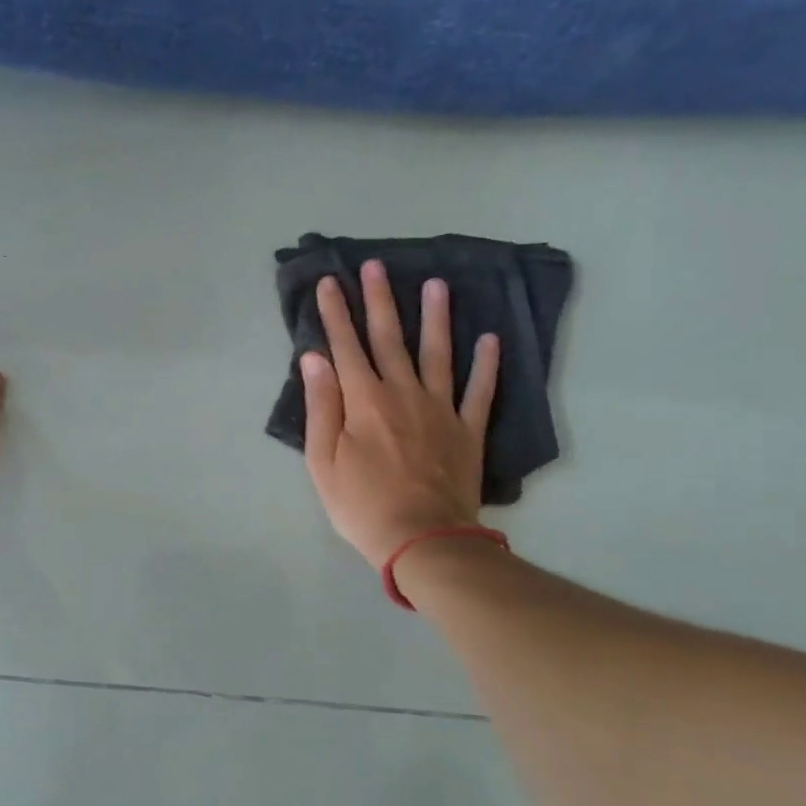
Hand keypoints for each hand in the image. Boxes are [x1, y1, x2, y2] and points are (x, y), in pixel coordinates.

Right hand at [301, 261, 499, 565]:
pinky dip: (486, 364)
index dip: (336, 313)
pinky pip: (479, 390)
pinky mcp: (467, 429)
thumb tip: (315, 358)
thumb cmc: (361, 505)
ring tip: (437, 284)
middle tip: (375, 265)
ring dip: (435, 317)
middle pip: (389, 338)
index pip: (346, 346)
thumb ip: (320, 406)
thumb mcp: (322, 462)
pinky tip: (490, 338)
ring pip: (437, 353)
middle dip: (379, 300)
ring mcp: (440, 409)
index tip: (331, 282)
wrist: (423, 539)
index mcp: (363, 401)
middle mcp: (402, 393)